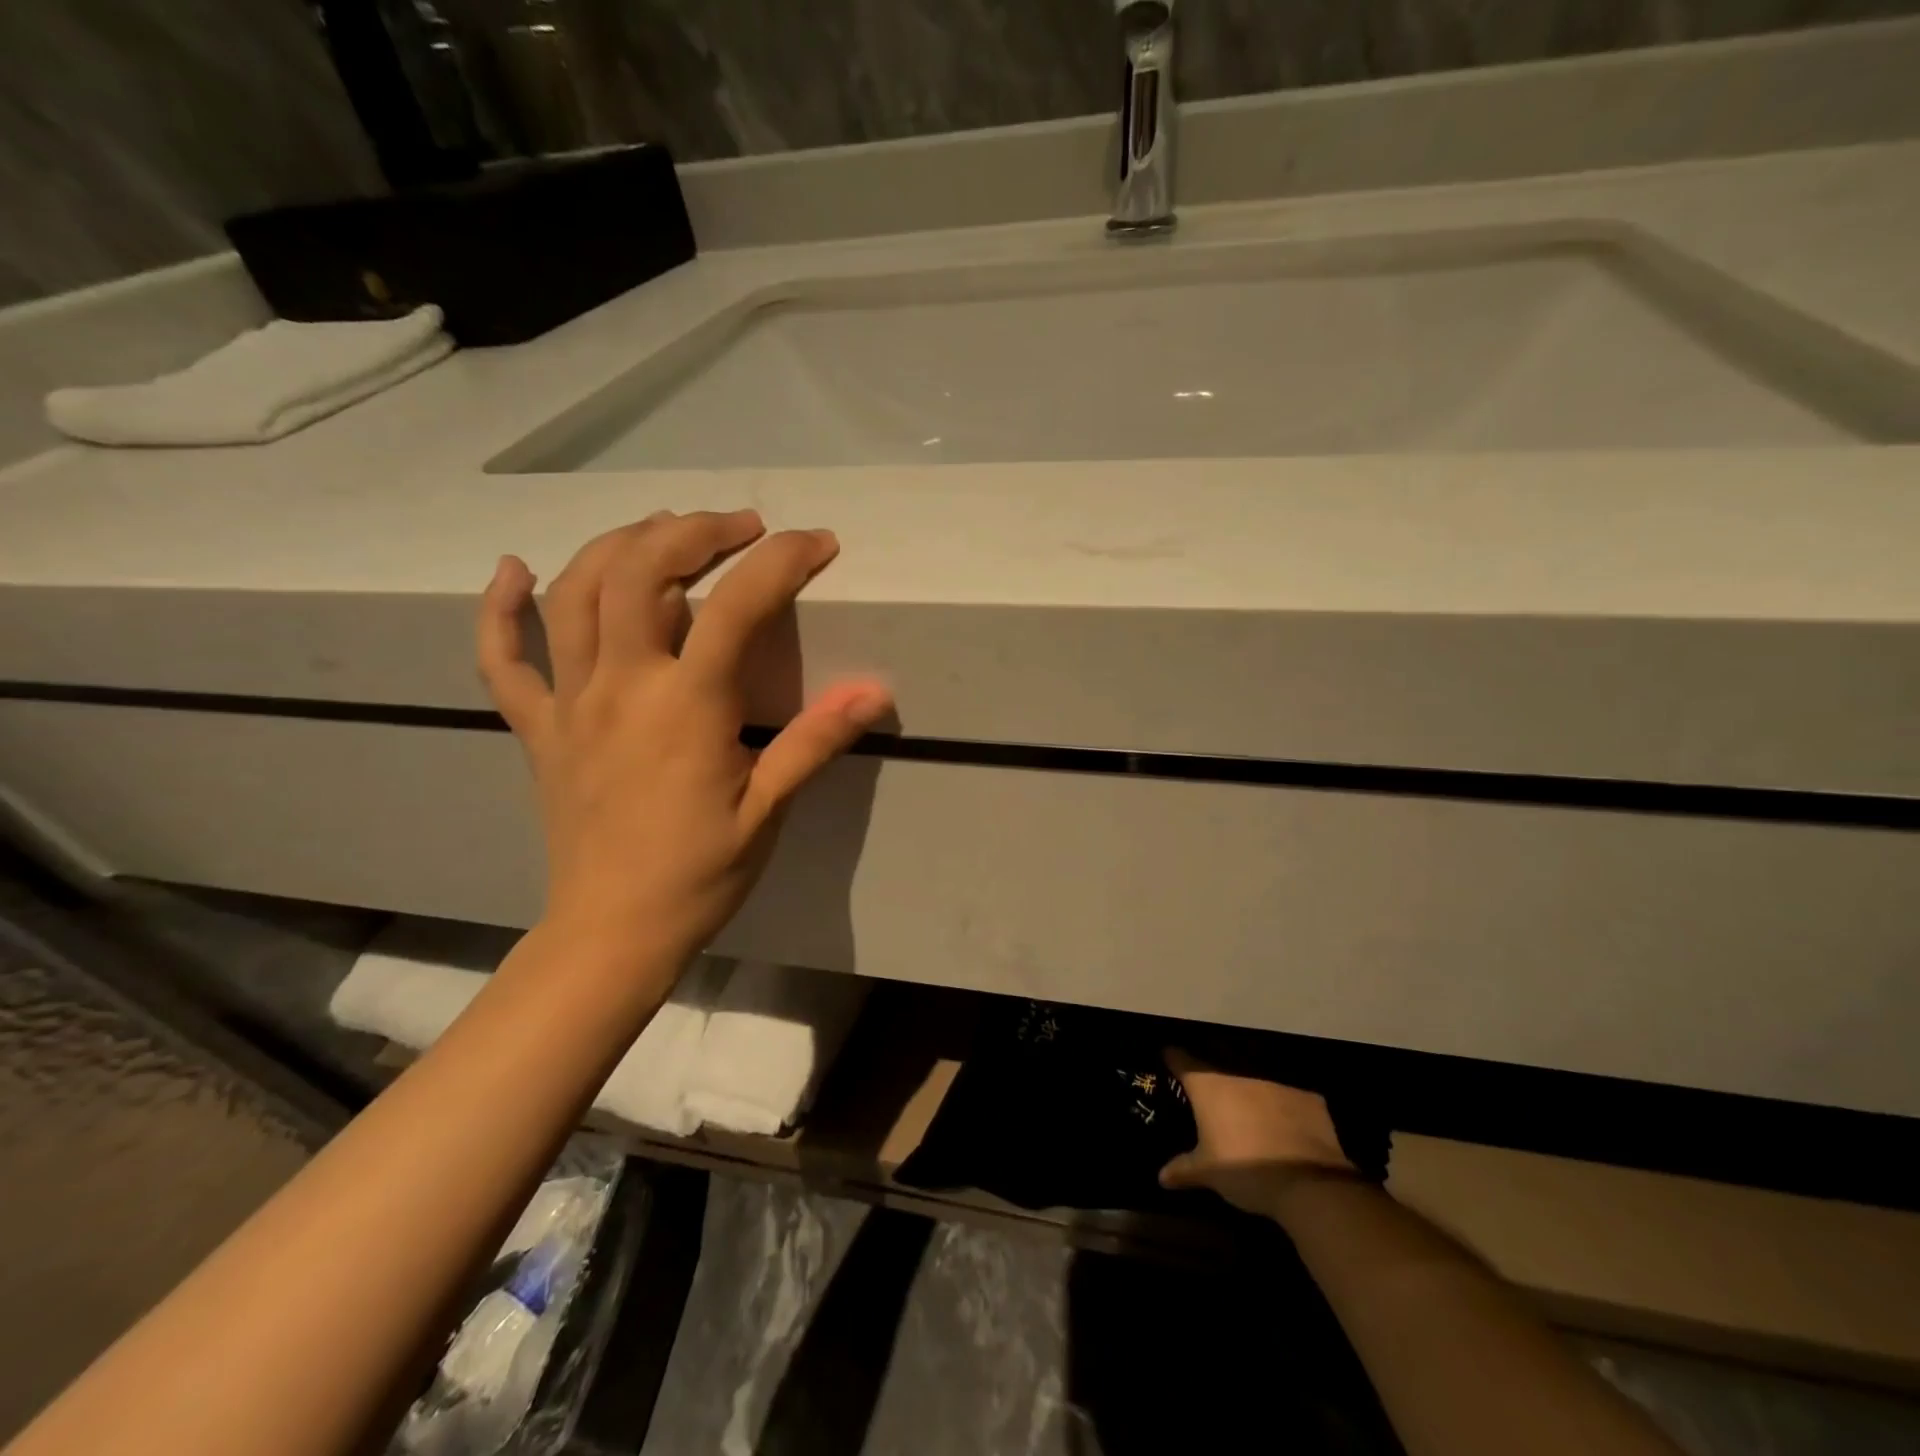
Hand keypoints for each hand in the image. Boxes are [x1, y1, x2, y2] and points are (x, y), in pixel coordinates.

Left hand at [476, 510, 891, 962]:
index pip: (736, 605)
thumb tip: (875, 690)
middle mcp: (621, 685)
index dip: (782, 561)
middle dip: (695, 530)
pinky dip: (500, 609)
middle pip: (642, 571)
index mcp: (686, 706)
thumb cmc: (700, 874)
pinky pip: (503, 660)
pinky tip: (513, 570)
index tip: (818, 543)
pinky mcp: (539, 729)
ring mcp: (569, 703)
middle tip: (740, 525)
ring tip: (663, 530)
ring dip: (619, 545)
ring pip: (575, 594)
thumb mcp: (769, 809)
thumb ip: (816, 740)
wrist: (614, 932)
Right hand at [1159, 1048, 1356, 1215]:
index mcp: (1209, 1087)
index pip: (1182, 1061)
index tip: (1168, 1057)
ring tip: (1250, 1121)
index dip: (1173, 1059)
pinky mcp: (1307, 1098)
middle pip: (1220, 1074)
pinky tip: (1286, 1131)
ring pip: (1255, 1086)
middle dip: (1215, 1088)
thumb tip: (1161, 1177)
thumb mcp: (1208, 1173)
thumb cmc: (1245, 1171)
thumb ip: (1183, 1169)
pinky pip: (1288, 1100)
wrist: (1309, 1185)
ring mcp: (1276, 1083)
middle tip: (1211, 1106)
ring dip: (1250, 1100)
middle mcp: (1239, 1076)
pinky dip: (1284, 1111)